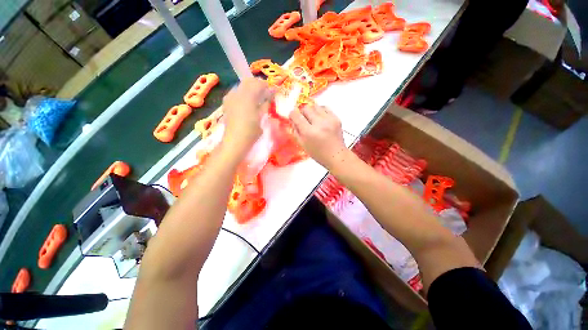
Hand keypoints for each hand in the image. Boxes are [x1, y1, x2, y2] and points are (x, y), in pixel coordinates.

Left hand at [222, 78, 273, 155]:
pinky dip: (243, 93)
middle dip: (258, 85)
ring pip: (241, 86)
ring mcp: (230, 97)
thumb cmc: (251, 132)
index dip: (267, 86)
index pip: (259, 84)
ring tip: (257, 98)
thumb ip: (266, 105)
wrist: (235, 141)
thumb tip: (270, 96)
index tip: (273, 91)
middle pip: (248, 81)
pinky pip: (236, 92)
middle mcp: (237, 93)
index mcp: (248, 97)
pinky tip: (247, 102)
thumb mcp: (262, 118)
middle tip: (265, 93)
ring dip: (250, 88)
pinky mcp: (226, 103)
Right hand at [289, 104, 347, 168]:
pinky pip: (325, 108)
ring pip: (315, 106)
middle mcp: (319, 123)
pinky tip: (320, 118)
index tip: (293, 117)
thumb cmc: (318, 153)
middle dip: (302, 112)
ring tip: (313, 119)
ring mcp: (329, 120)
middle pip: (306, 108)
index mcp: (309, 132)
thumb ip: (296, 131)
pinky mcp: (336, 118)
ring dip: (311, 111)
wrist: (336, 155)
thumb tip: (293, 119)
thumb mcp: (303, 145)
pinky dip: (320, 111)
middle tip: (303, 119)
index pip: (296, 115)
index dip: (292, 114)